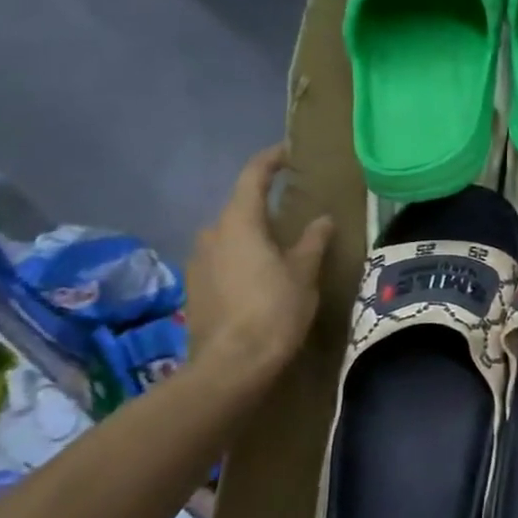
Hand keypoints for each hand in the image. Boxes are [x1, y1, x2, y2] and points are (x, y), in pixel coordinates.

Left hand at [185, 146, 333, 385]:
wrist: (232, 364)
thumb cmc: (274, 310)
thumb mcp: (303, 273)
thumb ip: (312, 241)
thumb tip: (323, 219)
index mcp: (239, 223)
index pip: (252, 177)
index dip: (270, 160)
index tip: (289, 152)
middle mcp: (212, 234)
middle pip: (240, 207)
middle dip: (265, 205)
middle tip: (294, 209)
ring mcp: (198, 261)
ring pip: (230, 235)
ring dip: (253, 234)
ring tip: (281, 246)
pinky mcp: (195, 287)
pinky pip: (222, 258)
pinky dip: (242, 257)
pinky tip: (262, 275)